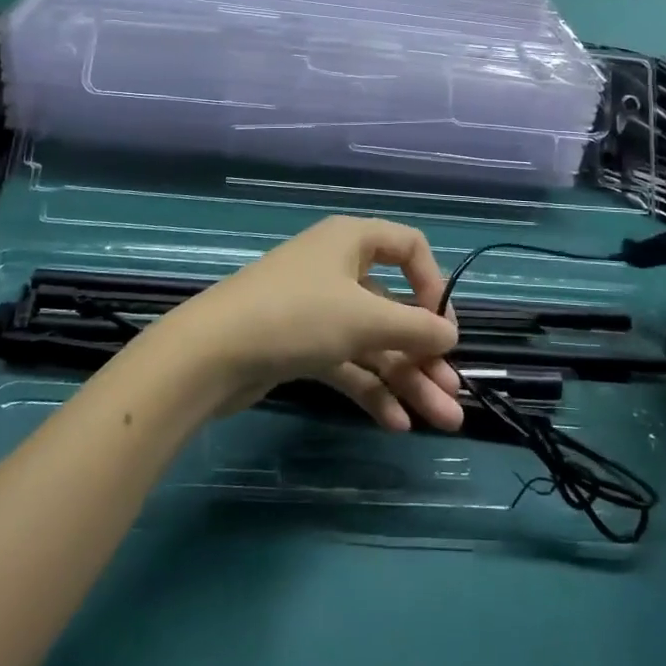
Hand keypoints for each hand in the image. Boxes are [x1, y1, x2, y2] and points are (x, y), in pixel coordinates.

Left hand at [162, 217, 463, 433]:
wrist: (211, 353)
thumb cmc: (298, 316)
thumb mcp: (365, 318)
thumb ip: (415, 327)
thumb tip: (451, 335)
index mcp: (352, 241)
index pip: (408, 247)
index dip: (432, 283)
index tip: (442, 326)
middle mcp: (338, 268)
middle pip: (395, 307)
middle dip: (426, 354)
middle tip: (454, 397)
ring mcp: (318, 309)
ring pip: (374, 342)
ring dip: (407, 379)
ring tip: (443, 422)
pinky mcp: (301, 345)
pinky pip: (348, 363)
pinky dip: (372, 389)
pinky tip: (397, 424)